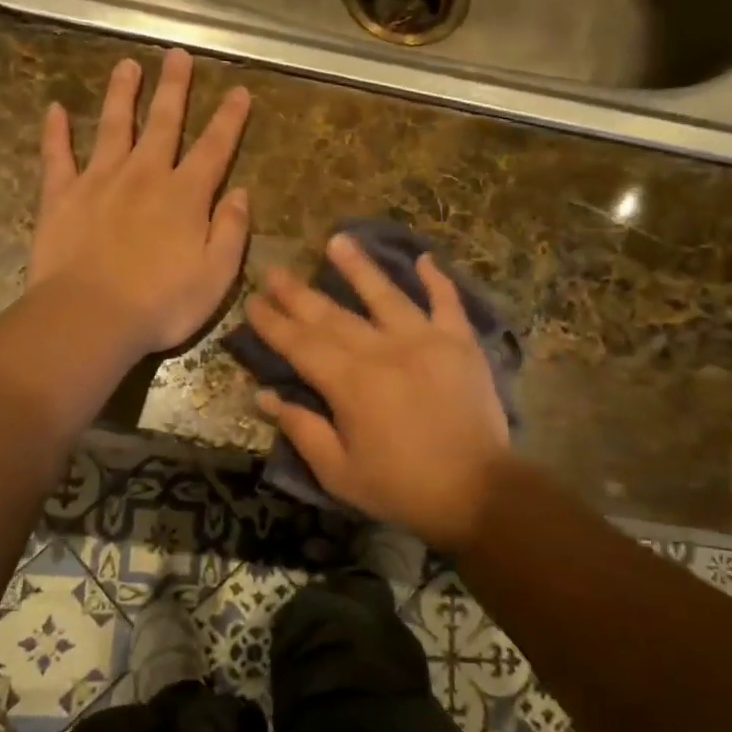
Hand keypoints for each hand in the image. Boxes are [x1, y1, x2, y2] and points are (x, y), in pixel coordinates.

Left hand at [29, 49, 251, 356]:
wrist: (90, 318)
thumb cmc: (161, 304)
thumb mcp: (217, 276)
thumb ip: (231, 231)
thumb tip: (239, 193)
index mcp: (185, 196)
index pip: (214, 148)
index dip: (229, 119)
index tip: (238, 90)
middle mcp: (145, 176)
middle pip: (163, 123)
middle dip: (174, 88)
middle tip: (177, 55)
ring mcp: (99, 181)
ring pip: (113, 126)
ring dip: (121, 94)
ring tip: (126, 65)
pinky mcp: (60, 196)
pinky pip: (56, 156)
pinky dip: (55, 132)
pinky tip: (54, 109)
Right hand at [243, 233, 510, 550]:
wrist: (479, 491)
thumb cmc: (402, 487)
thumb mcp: (339, 472)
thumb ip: (302, 429)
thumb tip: (264, 395)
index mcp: (350, 383)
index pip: (301, 344)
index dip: (273, 323)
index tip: (252, 301)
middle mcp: (383, 350)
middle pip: (333, 315)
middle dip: (299, 293)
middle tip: (274, 270)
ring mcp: (425, 340)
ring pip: (385, 295)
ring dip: (359, 267)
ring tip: (337, 240)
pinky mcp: (460, 343)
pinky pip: (447, 302)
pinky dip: (436, 280)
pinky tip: (424, 258)